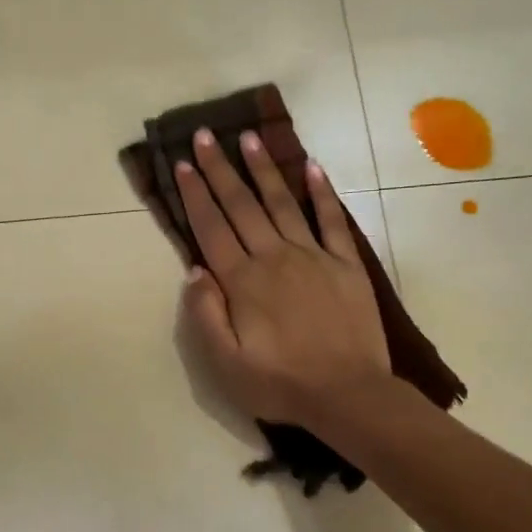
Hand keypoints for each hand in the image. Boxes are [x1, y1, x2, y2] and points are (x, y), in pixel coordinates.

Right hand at [175, 129, 390, 427]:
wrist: (349, 395)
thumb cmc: (280, 385)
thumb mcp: (225, 365)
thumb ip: (205, 315)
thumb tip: (194, 271)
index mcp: (243, 282)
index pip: (211, 228)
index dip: (194, 194)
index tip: (182, 163)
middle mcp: (274, 258)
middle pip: (241, 206)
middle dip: (220, 169)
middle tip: (205, 135)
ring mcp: (313, 257)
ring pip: (282, 203)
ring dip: (263, 169)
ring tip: (249, 137)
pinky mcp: (346, 264)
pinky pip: (332, 221)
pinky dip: (322, 193)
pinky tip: (312, 167)